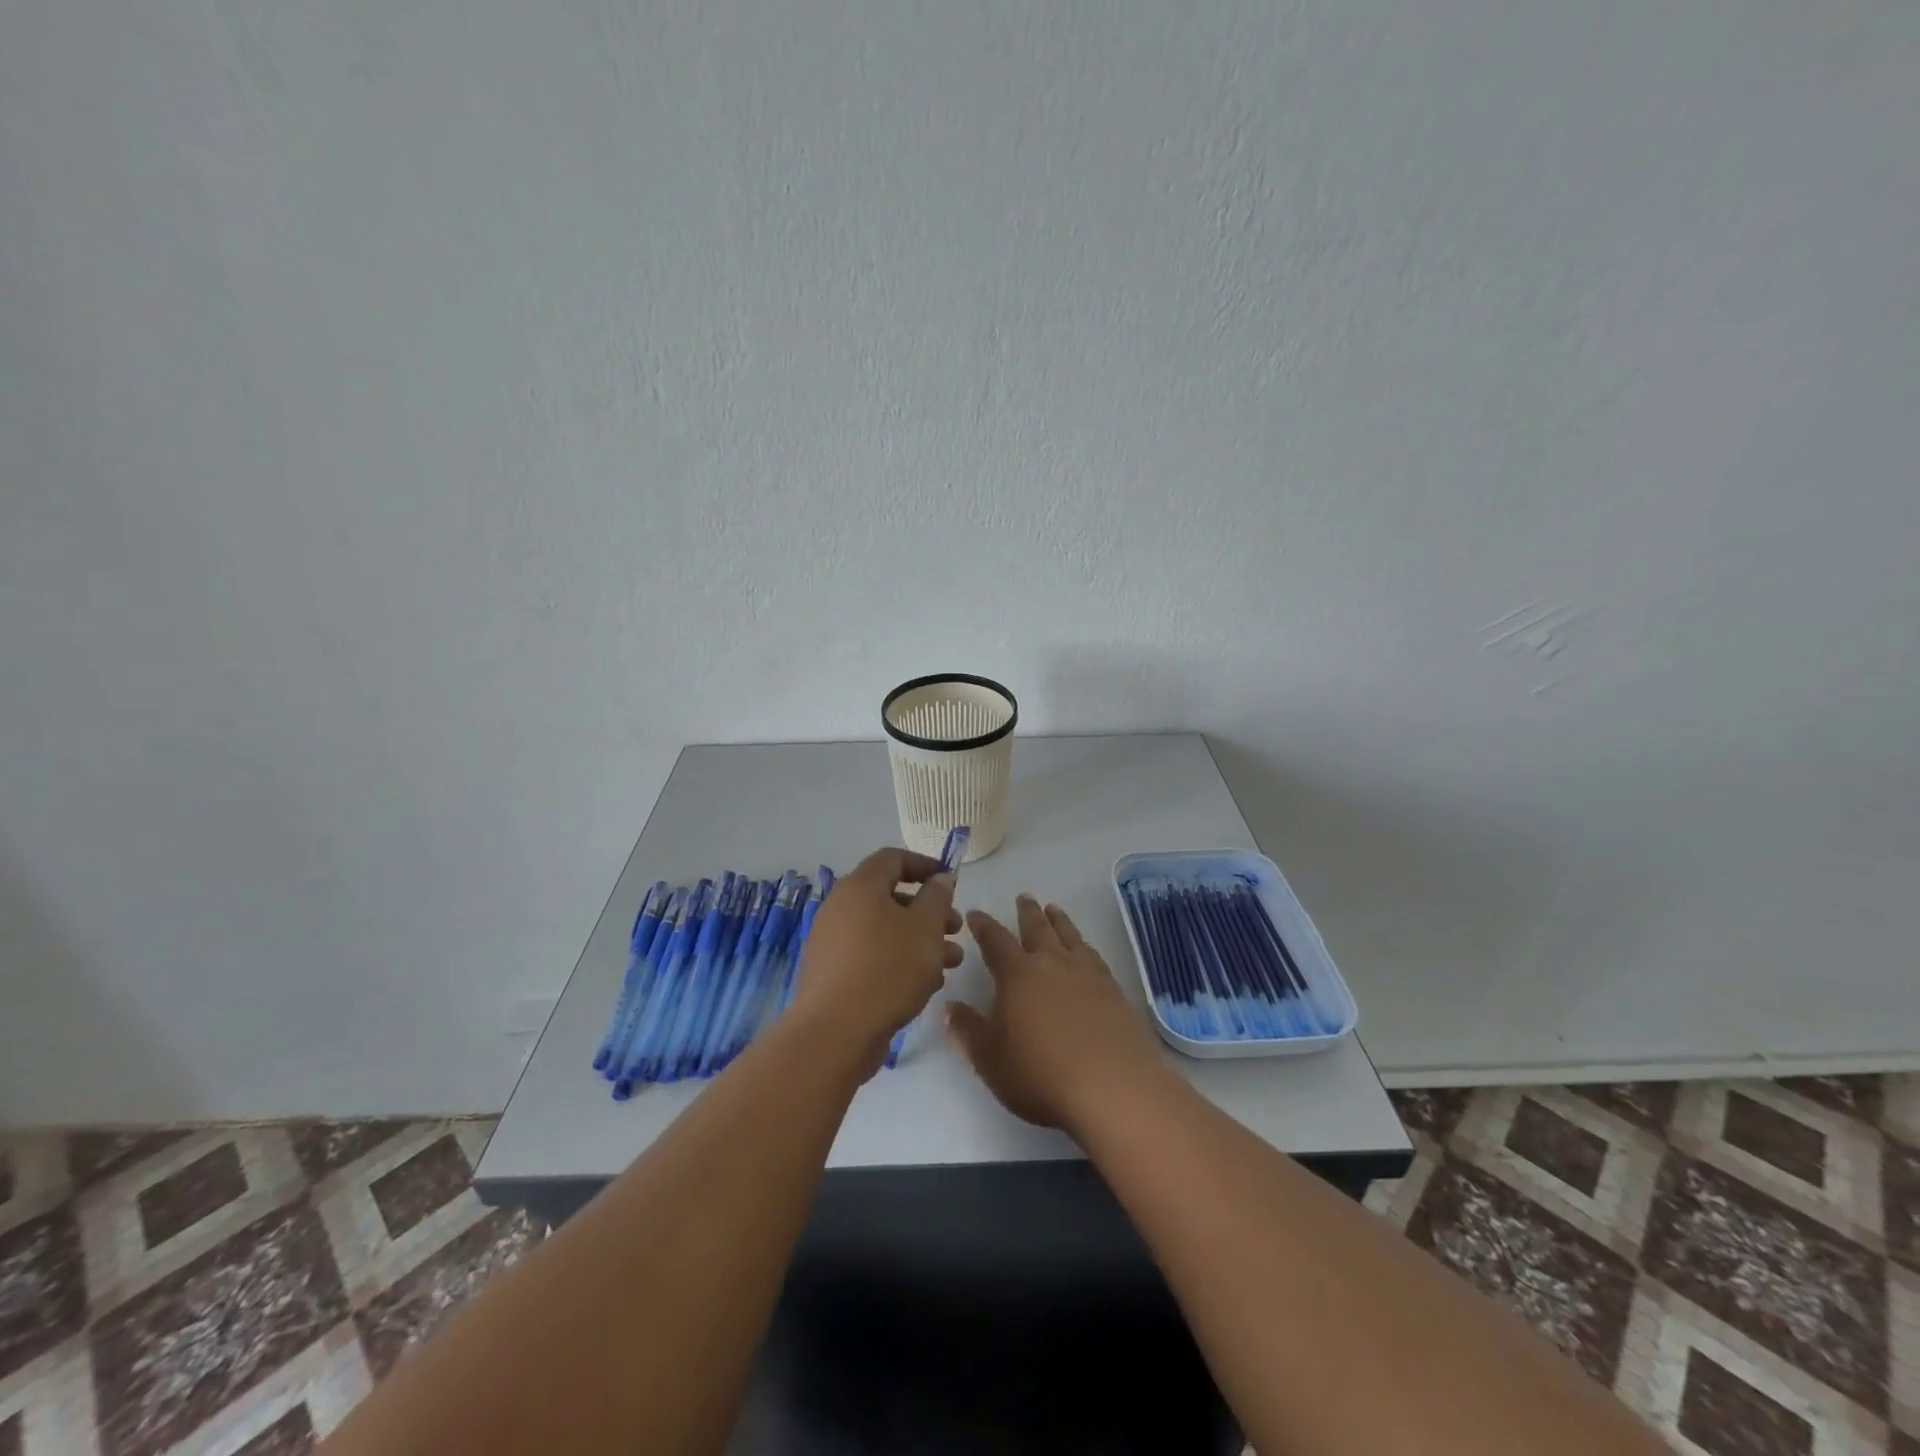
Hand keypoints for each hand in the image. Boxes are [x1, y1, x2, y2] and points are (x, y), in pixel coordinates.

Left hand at [789, 847, 961, 1073]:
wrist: (835, 1032)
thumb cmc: (888, 968)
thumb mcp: (925, 927)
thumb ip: (937, 897)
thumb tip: (940, 878)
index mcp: (860, 886)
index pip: (893, 858)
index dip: (925, 864)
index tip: (950, 880)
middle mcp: (840, 907)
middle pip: (890, 897)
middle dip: (928, 911)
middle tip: (955, 929)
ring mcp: (832, 942)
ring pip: (884, 930)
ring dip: (919, 940)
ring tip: (951, 962)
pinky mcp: (832, 973)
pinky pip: (871, 955)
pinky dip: (898, 960)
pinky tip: (925, 984)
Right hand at [948, 894, 1166, 1134]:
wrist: (1112, 1087)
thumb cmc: (1040, 1075)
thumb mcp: (990, 1059)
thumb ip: (968, 1030)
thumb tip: (950, 1006)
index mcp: (1017, 975)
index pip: (995, 941)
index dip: (983, 926)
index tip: (975, 913)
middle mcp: (1051, 964)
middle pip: (1037, 928)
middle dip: (1027, 912)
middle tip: (1024, 896)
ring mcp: (1086, 974)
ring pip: (1069, 935)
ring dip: (1059, 920)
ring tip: (1053, 908)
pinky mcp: (1113, 989)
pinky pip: (1094, 955)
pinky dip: (1084, 944)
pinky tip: (1085, 948)